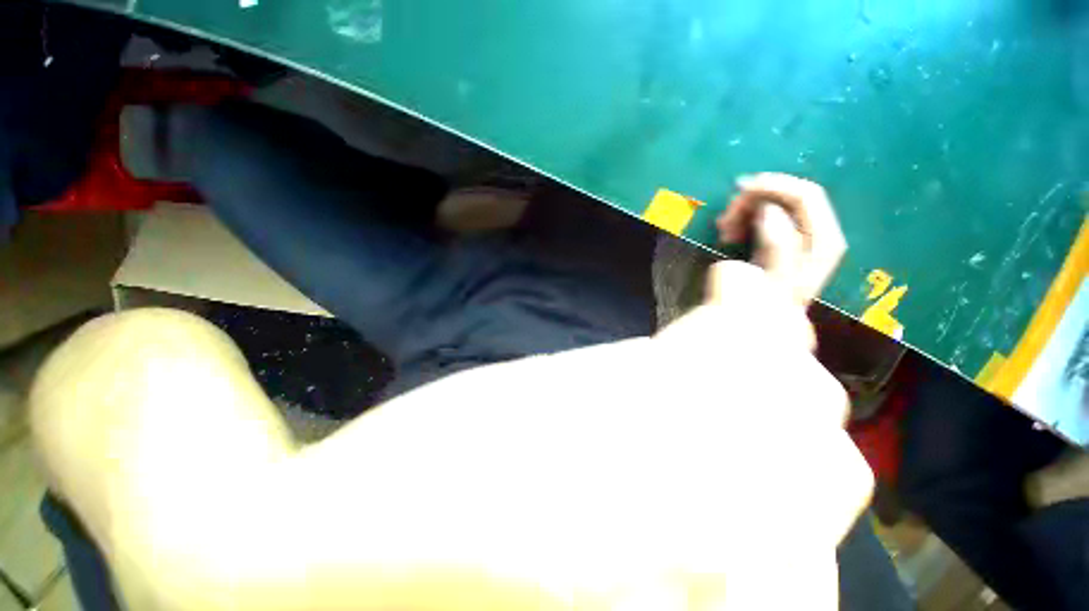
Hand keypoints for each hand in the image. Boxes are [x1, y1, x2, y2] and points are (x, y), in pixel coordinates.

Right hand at [716, 173, 846, 304]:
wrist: (751, 323)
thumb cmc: (763, 303)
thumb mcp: (777, 276)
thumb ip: (779, 243)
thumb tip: (769, 211)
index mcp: (824, 241)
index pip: (807, 195)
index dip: (776, 186)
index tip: (740, 189)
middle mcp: (813, 233)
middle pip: (789, 196)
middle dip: (755, 199)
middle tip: (727, 215)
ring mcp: (792, 235)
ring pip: (771, 204)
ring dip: (743, 210)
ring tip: (723, 228)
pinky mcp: (772, 241)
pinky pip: (758, 216)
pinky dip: (741, 218)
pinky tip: (727, 231)